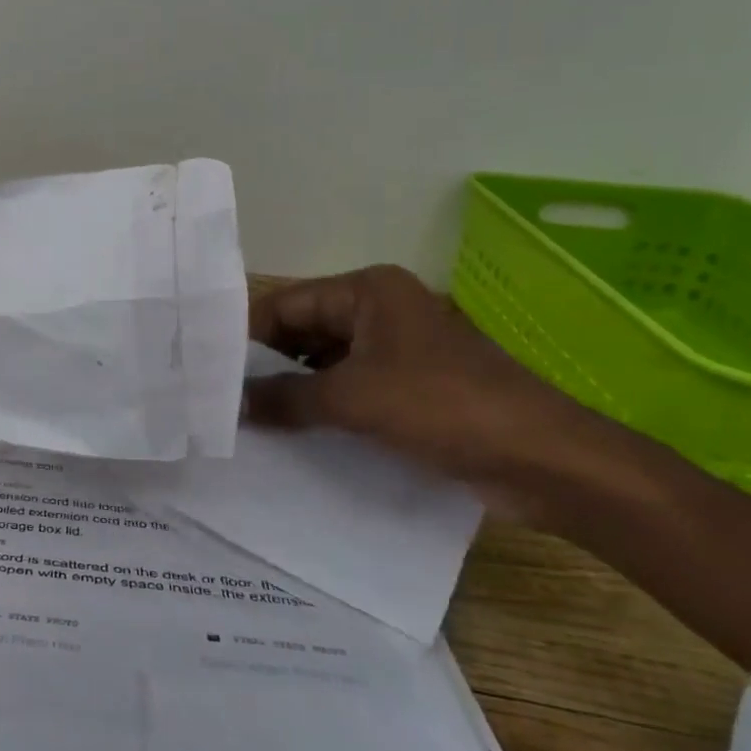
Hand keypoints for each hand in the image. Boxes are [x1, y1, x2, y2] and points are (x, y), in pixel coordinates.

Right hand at [244, 265, 604, 520]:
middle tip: (220, 401)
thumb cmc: (444, 407)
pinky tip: (290, 436)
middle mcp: (378, 312)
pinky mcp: (409, 389)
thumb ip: (286, 398)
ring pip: (324, 364)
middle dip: (266, 367)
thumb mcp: (353, 399)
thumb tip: (231, 405)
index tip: (207, 370)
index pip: (286, 304)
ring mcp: (396, 351)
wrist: (544, 459)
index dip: (246, 336)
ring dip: (292, 392)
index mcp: (367, 292)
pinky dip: (321, 409)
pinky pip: (349, 390)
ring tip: (246, 422)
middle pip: (303, 332)